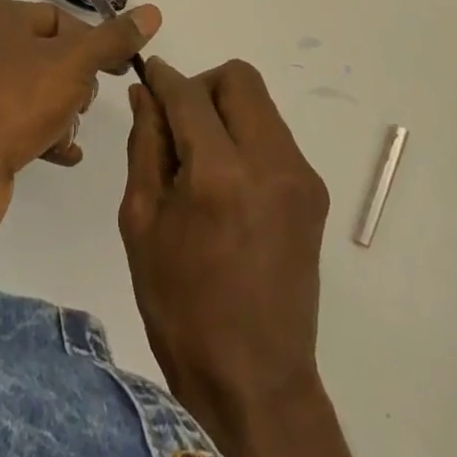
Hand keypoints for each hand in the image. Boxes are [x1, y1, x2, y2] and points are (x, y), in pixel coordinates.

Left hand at [0, 0, 160, 239]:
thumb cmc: (16, 100)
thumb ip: (114, 39)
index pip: (60, 19)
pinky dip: (45, 134)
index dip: (94, 44)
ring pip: (37, 90)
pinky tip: (66, 153)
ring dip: (63, 111)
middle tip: (84, 104)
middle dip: (76, 82)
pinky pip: (19, 121)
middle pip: (50, 54)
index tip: (119, 71)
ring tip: (71, 133)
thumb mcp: (75, 62)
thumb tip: (151, 12)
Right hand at [120, 59, 366, 456]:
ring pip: (260, 104)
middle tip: (179, 123)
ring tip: (202, 158)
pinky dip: (246, 137)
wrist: (254, 380)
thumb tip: (146, 93)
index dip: (165, 78)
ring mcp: (300, 175)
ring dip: (226, 111)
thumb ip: (145, 144)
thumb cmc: (181, 306)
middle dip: (203, 87)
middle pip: (238, 79)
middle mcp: (269, 162)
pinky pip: (274, 135)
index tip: (150, 76)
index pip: (190, 93)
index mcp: (218, 174)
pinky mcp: (314, 191)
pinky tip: (229, 182)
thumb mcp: (142, 221)